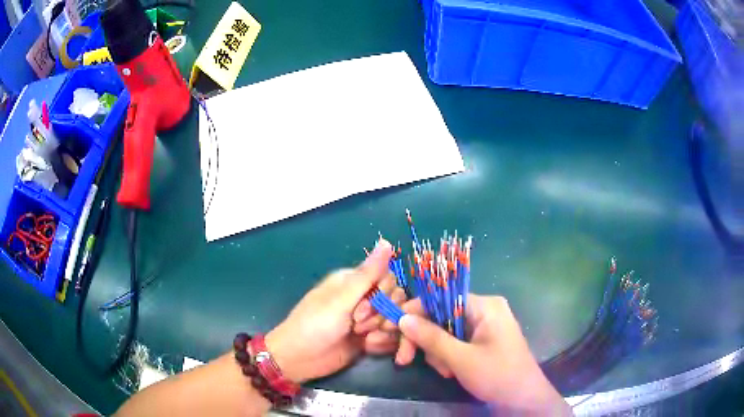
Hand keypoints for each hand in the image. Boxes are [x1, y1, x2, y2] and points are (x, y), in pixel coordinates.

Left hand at [265, 240, 394, 383]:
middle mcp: (363, 297)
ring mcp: (367, 318)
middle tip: (357, 326)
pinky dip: (383, 342)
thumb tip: (386, 241)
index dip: (382, 294)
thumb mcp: (340, 300)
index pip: (388, 277)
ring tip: (364, 340)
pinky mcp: (369, 336)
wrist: (300, 359)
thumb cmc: (314, 326)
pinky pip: (390, 335)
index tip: (362, 309)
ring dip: (383, 331)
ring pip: (395, 318)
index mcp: (353, 281)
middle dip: (383, 315)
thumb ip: (367, 275)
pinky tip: (368, 348)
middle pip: (395, 298)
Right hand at [395, 295, 570, 414]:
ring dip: (438, 353)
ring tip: (445, 371)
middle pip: (441, 316)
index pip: (441, 298)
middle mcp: (485, 311)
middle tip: (404, 360)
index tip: (393, 329)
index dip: (416, 312)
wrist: (523, 400)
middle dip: (426, 340)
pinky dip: (448, 357)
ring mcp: (485, 327)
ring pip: (446, 332)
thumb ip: (431, 338)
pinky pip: (456, 342)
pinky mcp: (483, 342)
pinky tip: (451, 372)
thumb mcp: (460, 359)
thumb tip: (402, 318)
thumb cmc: (497, 376)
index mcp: (485, 306)